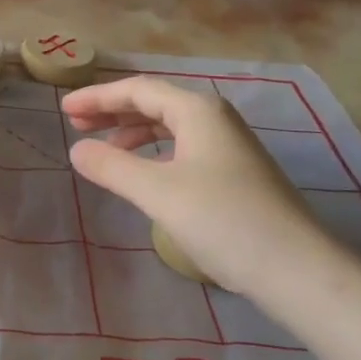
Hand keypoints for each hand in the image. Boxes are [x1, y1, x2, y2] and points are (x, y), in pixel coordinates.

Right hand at [62, 76, 333, 292]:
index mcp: (197, 110)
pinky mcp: (236, 173)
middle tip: (76, 124)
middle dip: (112, 111)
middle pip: (154, 102)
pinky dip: (154, 152)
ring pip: (170, 126)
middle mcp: (214, 118)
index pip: (137, 89)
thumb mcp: (157, 191)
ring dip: (132, 132)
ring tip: (103, 149)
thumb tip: (76, 150)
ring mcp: (229, 145)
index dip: (97, 97)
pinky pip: (183, 147)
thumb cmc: (223, 221)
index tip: (64, 110)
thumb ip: (112, 166)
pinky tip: (144, 173)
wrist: (297, 270)